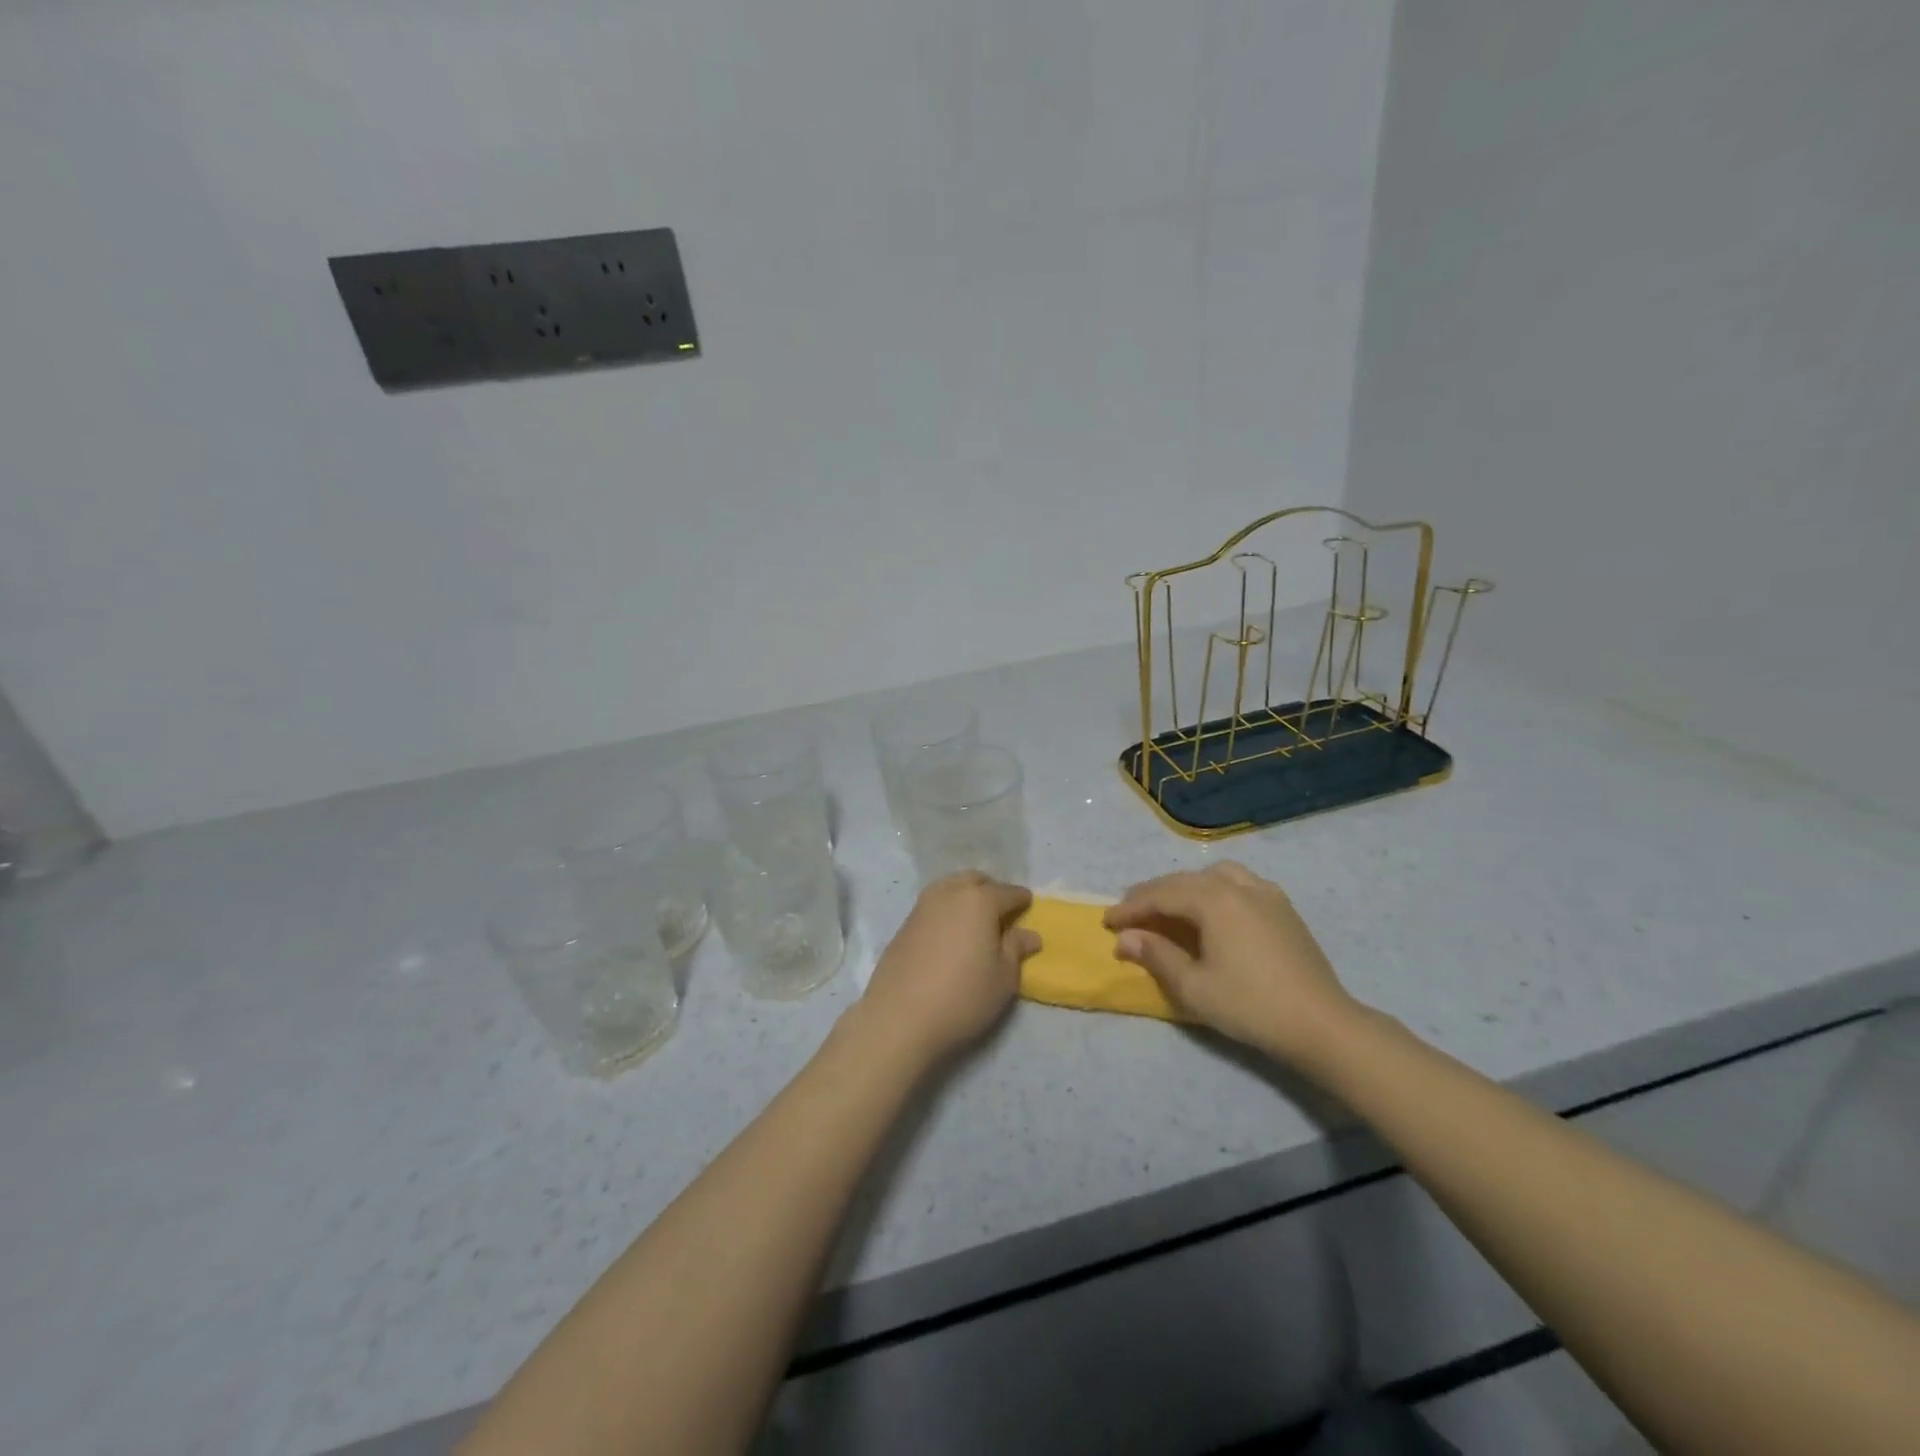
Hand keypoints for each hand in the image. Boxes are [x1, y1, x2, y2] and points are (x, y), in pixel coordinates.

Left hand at [859, 873, 1040, 1064]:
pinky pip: (934, 905)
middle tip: (1002, 915)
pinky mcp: (904, 923)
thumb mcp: (1003, 977)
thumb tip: (1029, 934)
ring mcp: (923, 906)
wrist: (899, 1017)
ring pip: (951, 888)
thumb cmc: (963, 996)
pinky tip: (950, 935)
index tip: (1029, 908)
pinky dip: (947, 911)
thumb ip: (1016, 949)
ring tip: (975, 924)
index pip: (1008, 892)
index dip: (1022, 900)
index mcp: (980, 900)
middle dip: (992, 891)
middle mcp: (950, 893)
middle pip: (976, 881)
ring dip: (966, 897)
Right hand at [1104, 862, 1357, 1067]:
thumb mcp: (1194, 986)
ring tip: (1170, 907)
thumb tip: (1124, 939)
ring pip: (1214, 876)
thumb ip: (1156, 955)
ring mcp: (1266, 893)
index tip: (1107, 922)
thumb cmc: (1251, 1005)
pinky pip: (1240, 884)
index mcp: (1213, 899)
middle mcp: (1238, 885)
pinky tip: (1214, 911)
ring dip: (1185, 887)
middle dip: (1153, 894)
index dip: (1131, 908)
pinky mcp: (1284, 908)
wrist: (1322, 1024)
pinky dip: (1215, 890)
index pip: (1160, 895)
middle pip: (1185, 881)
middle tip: (1130, 913)